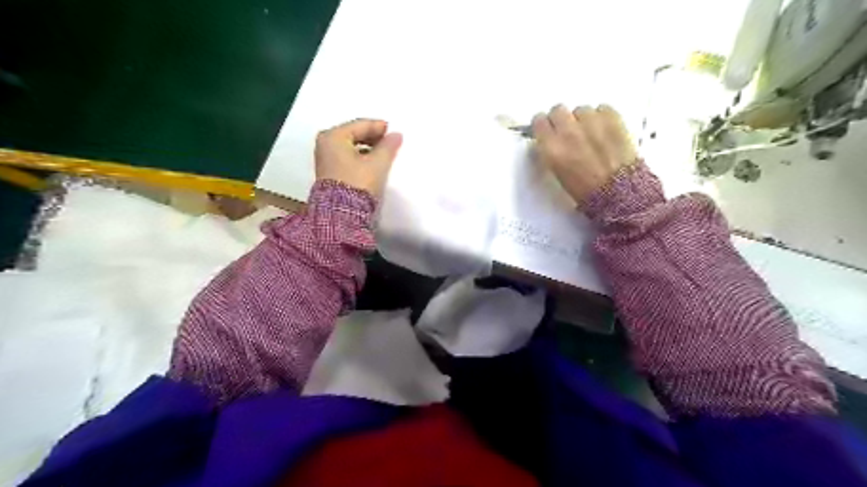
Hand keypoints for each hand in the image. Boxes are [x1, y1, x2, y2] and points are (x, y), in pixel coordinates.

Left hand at [315, 119, 402, 197]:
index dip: (379, 127)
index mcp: (334, 137)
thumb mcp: (377, 164)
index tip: (395, 131)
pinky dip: (361, 157)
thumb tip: (396, 135)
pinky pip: (348, 157)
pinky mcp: (330, 172)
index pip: (361, 125)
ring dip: (368, 148)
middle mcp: (326, 144)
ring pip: (351, 146)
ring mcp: (326, 159)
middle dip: (373, 137)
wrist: (342, 215)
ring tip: (385, 154)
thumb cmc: (358, 184)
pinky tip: (373, 163)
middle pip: (354, 134)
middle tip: (391, 142)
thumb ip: (388, 147)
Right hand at [532, 104, 634, 202]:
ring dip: (583, 119)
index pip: (539, 121)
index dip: (544, 125)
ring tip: (592, 134)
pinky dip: (602, 117)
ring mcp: (591, 122)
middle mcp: (568, 131)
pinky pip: (602, 108)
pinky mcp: (612, 118)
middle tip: (569, 131)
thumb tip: (551, 138)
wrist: (618, 193)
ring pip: (581, 109)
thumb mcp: (558, 172)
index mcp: (552, 148)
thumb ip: (551, 150)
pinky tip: (606, 131)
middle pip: (558, 110)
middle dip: (561, 118)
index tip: (548, 129)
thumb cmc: (585, 190)